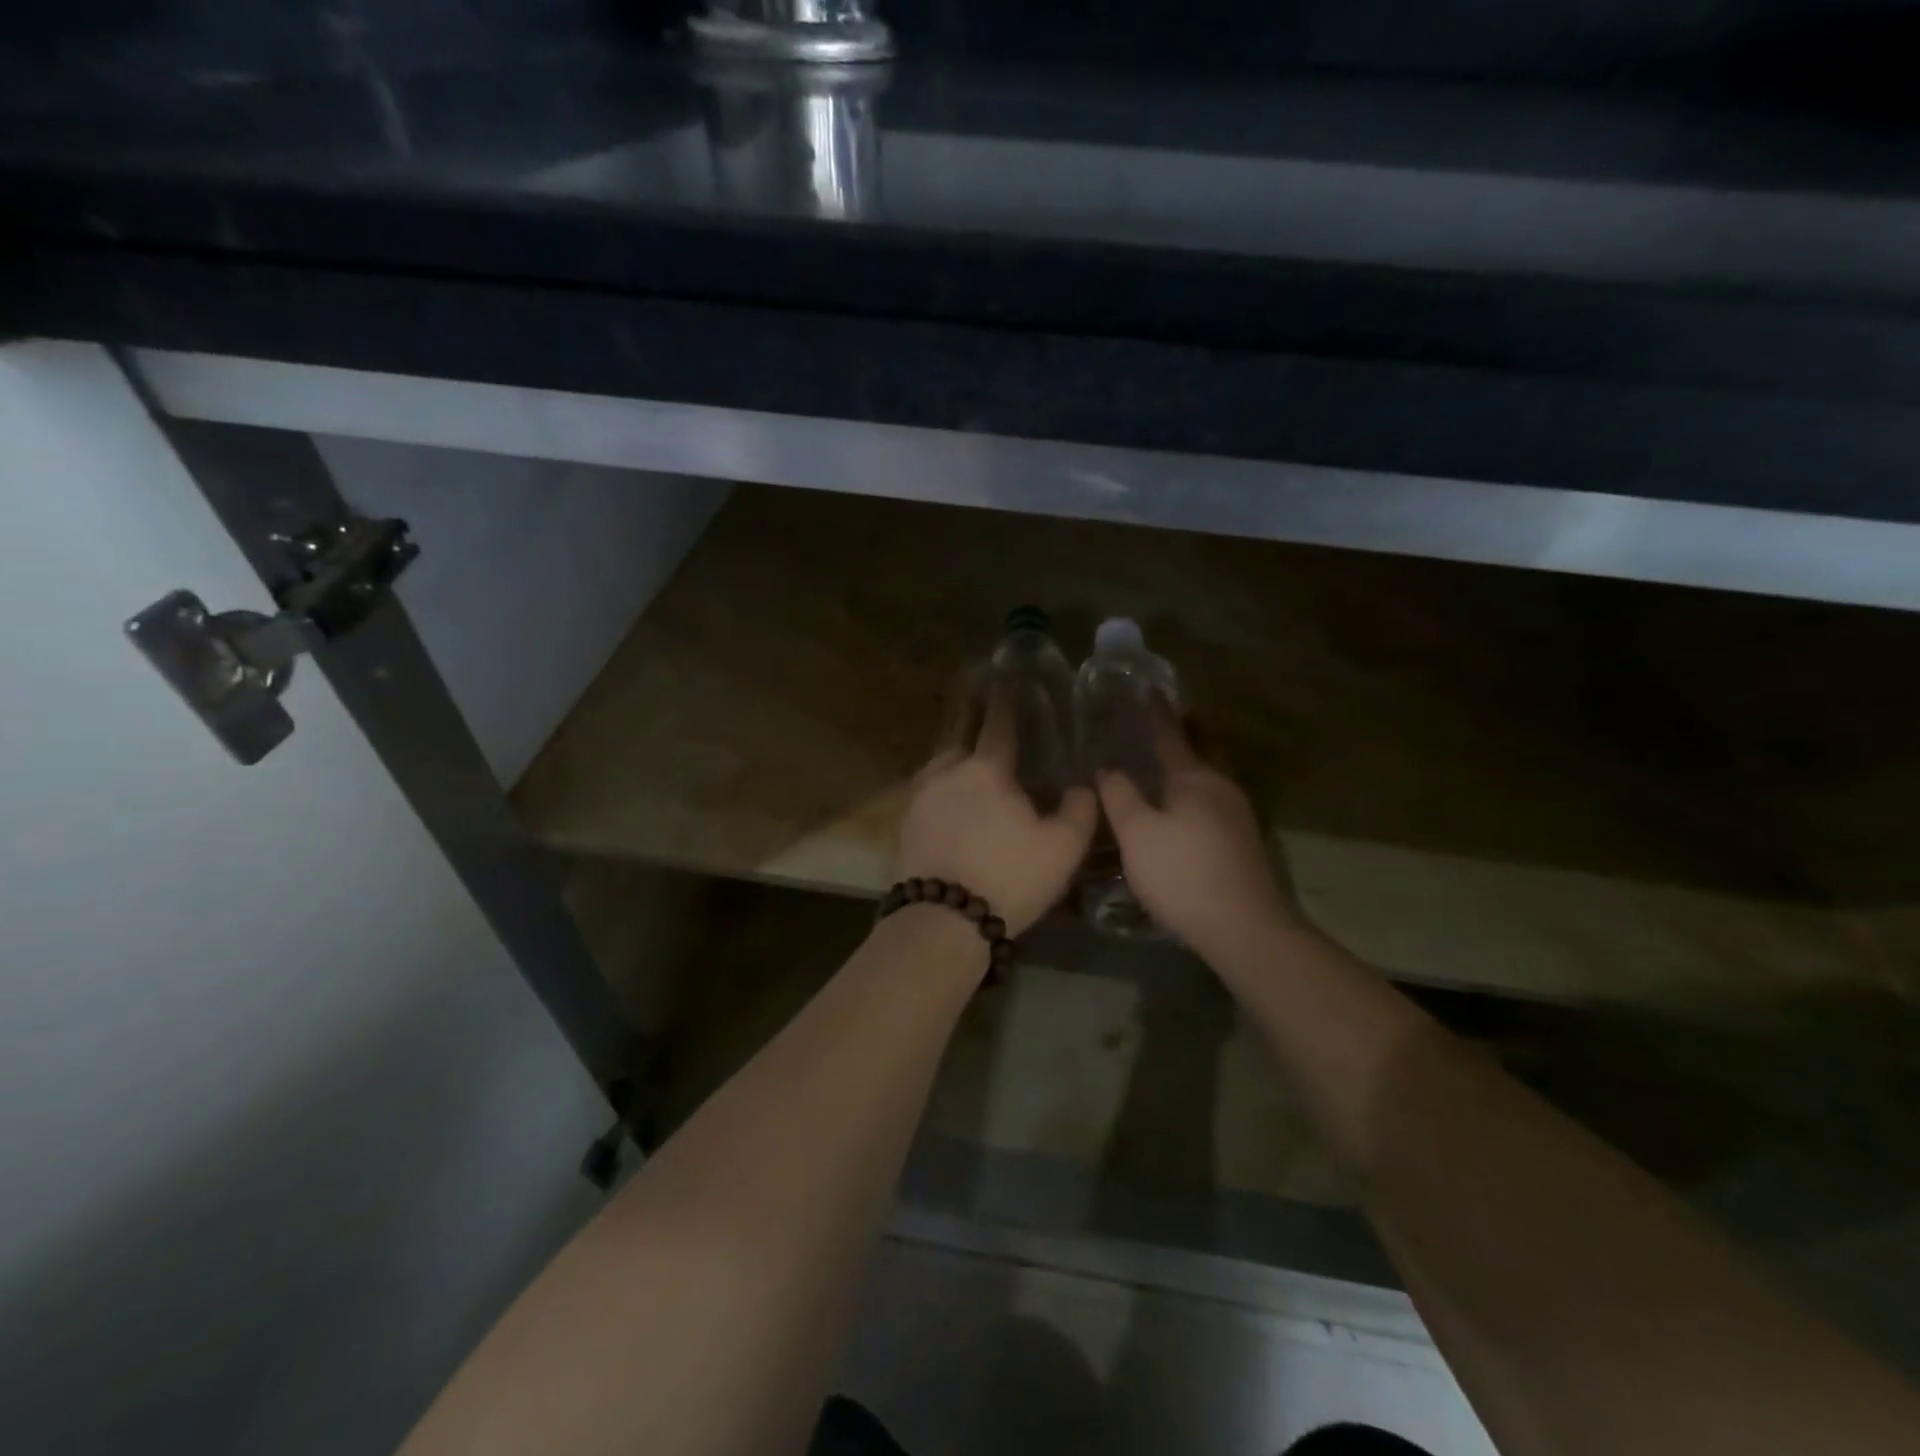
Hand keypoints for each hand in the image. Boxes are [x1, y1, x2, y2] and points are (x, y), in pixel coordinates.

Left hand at [894, 695, 1097, 935]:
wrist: (943, 920)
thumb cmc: (1009, 877)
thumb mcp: (1062, 848)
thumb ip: (1079, 811)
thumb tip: (1083, 786)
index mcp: (987, 769)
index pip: (999, 724)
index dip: (1007, 701)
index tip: (1009, 679)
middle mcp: (948, 772)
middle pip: (962, 741)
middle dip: (975, 730)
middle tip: (989, 729)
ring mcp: (921, 797)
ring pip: (940, 767)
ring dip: (956, 764)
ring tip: (970, 773)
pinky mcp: (905, 824)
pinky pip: (927, 794)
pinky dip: (942, 793)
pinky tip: (951, 807)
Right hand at [1094, 709, 1293, 959]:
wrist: (1244, 928)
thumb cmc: (1182, 873)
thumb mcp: (1137, 833)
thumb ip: (1119, 795)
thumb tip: (1108, 769)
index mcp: (1195, 778)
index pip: (1170, 735)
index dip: (1155, 713)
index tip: (1148, 690)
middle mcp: (1222, 787)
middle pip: (1192, 756)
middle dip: (1172, 743)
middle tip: (1143, 734)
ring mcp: (1237, 815)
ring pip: (1202, 784)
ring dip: (1179, 775)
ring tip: (1152, 775)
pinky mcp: (1242, 842)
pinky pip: (1208, 805)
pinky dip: (1188, 799)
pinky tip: (1174, 815)